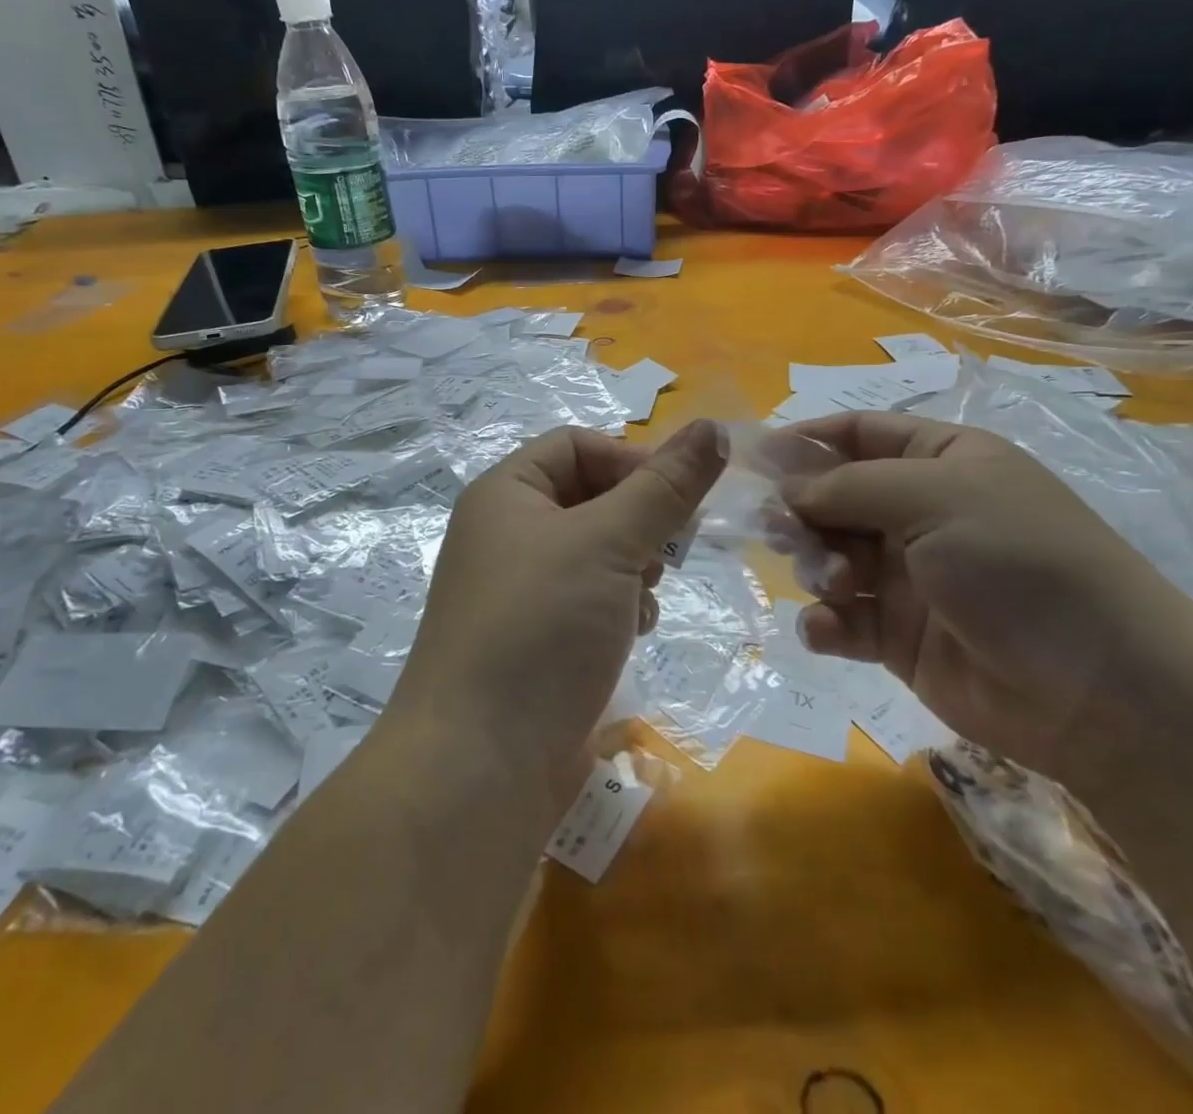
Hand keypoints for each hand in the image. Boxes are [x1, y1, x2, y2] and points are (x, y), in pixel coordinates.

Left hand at [392, 420, 727, 806]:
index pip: (577, 445)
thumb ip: (664, 486)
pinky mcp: (535, 640)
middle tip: (670, 550)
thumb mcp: (608, 542)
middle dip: (638, 518)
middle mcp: (505, 533)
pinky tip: (635, 630)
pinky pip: (587, 598)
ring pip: (594, 550)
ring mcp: (518, 590)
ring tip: (648, 594)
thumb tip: (713, 427)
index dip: (632, 460)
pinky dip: (618, 604)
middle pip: (588, 496)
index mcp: (505, 493)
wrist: (479, 766)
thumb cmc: (540, 627)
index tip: (681, 497)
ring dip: (633, 564)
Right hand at [781, 411, 1192, 783]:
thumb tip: (785, 487)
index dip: (806, 440)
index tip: (754, 459)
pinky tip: (830, 630)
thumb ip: (848, 486)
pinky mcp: (898, 635)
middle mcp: (920, 511)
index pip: (858, 433)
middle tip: (780, 532)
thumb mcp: (935, 498)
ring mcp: (909, 575)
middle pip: (833, 496)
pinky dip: (826, 622)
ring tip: (834, 584)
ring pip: (830, 556)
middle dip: (802, 512)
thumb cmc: (1019, 565)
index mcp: (940, 460)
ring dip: (817, 567)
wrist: (1100, 693)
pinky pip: (841, 617)